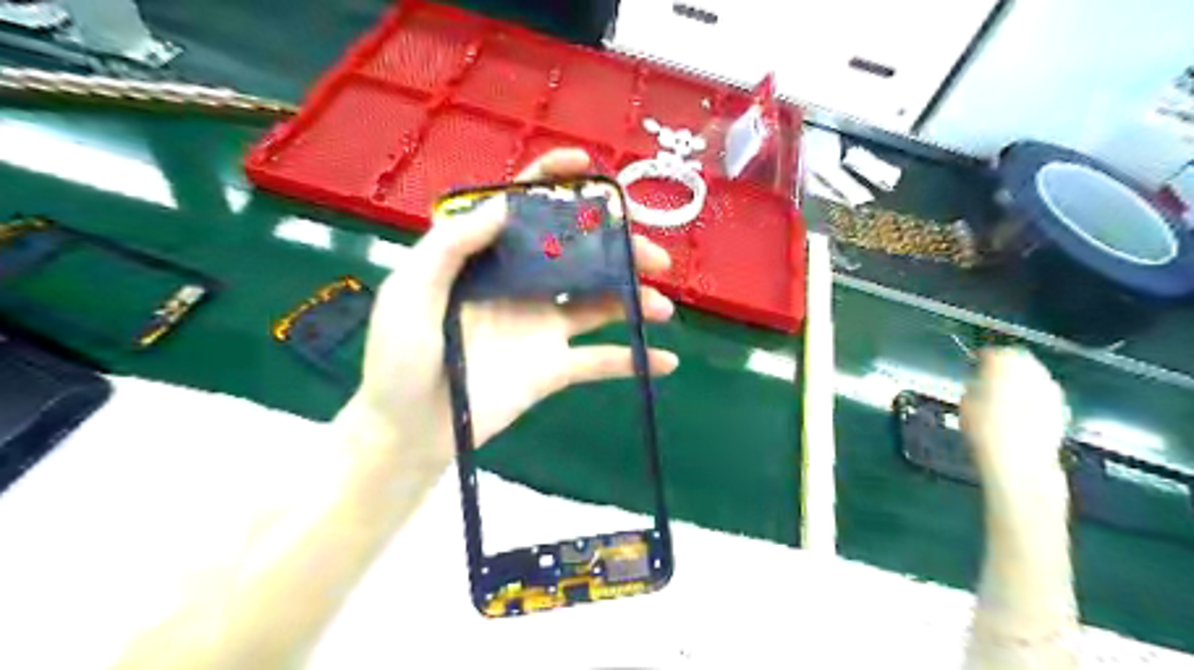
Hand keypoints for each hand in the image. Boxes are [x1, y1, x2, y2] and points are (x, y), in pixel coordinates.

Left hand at [351, 148, 675, 466]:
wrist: (410, 429)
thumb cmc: (399, 357)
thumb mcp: (410, 292)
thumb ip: (451, 246)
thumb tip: (503, 205)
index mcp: (488, 260)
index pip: (525, 209)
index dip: (555, 181)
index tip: (588, 166)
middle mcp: (522, 286)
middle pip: (578, 254)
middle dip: (619, 248)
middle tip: (653, 256)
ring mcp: (542, 327)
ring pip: (599, 303)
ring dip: (636, 300)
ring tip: (662, 306)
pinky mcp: (554, 367)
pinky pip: (600, 361)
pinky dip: (634, 361)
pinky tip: (666, 361)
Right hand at [959, 351, 1072, 492]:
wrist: (1020, 462)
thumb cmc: (984, 430)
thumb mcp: (966, 403)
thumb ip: (975, 387)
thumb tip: (980, 384)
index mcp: (1005, 364)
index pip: (995, 352)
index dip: (983, 357)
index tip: (975, 363)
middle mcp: (1033, 371)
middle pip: (1021, 360)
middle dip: (1007, 366)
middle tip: (991, 375)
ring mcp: (1051, 390)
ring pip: (1035, 376)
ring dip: (1022, 380)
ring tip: (1005, 393)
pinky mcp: (1061, 409)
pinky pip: (1044, 395)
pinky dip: (1033, 397)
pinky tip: (1021, 411)